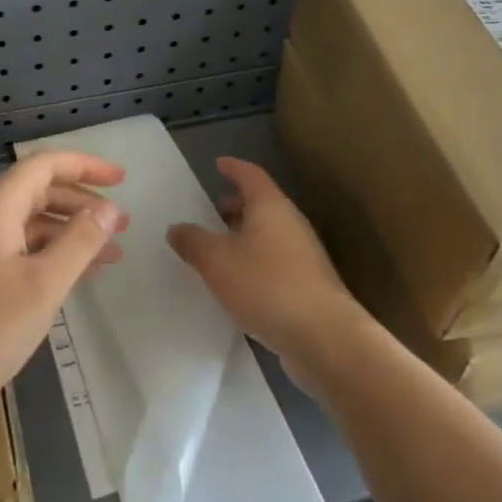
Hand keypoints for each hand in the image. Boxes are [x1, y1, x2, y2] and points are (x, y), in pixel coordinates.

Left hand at [0, 151, 126, 436]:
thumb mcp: (42, 286)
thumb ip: (80, 241)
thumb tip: (109, 207)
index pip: (45, 165)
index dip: (86, 166)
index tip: (123, 178)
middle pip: (37, 191)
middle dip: (82, 202)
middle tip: (121, 224)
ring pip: (27, 222)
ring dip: (68, 232)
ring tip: (108, 254)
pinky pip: (14, 247)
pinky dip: (46, 253)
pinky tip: (70, 276)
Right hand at [166, 158, 367, 389]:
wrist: (324, 337)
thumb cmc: (267, 286)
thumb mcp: (217, 261)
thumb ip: (193, 242)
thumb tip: (177, 228)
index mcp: (271, 207)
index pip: (251, 175)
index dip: (234, 168)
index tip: (218, 164)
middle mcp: (291, 224)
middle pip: (262, 204)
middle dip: (236, 205)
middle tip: (212, 211)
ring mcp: (304, 256)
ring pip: (270, 234)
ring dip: (245, 236)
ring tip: (219, 249)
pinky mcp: (308, 285)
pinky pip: (275, 261)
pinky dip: (255, 262)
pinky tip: (239, 283)